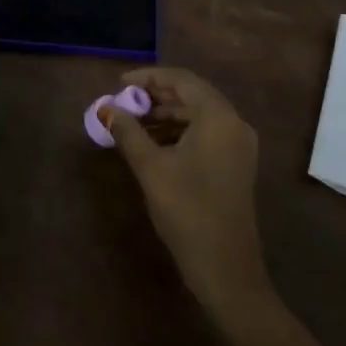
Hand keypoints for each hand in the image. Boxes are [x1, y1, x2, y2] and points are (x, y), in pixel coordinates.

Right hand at [101, 67, 272, 315]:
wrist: (226, 268)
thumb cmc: (188, 212)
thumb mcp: (152, 169)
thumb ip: (129, 133)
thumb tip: (107, 108)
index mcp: (218, 117)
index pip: (182, 80)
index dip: (148, 77)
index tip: (119, 83)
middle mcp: (234, 123)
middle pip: (193, 94)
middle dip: (156, 95)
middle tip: (123, 103)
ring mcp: (238, 145)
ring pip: (199, 115)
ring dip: (166, 114)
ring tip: (133, 122)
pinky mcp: (236, 164)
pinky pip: (206, 133)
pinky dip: (180, 131)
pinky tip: (154, 143)